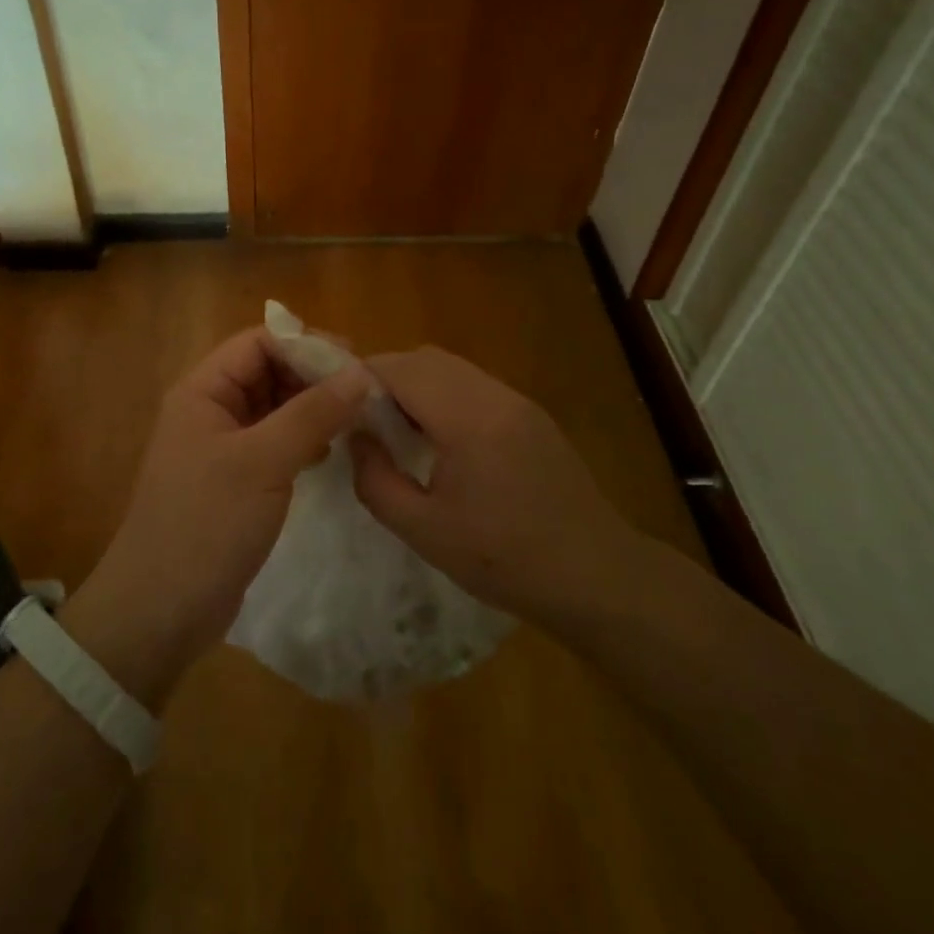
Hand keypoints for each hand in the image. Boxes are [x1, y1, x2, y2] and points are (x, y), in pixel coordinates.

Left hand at [66, 328, 371, 706]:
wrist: (160, 612)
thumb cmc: (205, 525)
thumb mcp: (262, 463)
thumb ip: (312, 414)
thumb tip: (362, 373)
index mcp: (203, 391)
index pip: (258, 343)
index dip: (306, 345)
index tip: (356, 363)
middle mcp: (210, 410)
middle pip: (268, 371)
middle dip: (313, 377)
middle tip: (364, 394)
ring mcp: (222, 447)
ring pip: (275, 408)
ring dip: (312, 409)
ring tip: (356, 421)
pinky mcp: (236, 481)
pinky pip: (275, 443)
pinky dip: (303, 440)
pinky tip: (330, 453)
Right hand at [351, 347, 637, 632]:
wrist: (597, 575)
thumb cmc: (505, 559)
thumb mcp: (425, 531)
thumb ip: (376, 481)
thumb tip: (358, 441)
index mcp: (467, 418)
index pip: (401, 368)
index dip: (361, 377)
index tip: (336, 405)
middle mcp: (493, 395)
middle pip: (426, 358)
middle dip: (386, 377)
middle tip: (362, 418)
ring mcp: (517, 401)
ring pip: (452, 368)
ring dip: (416, 384)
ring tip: (396, 428)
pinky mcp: (531, 415)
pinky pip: (475, 385)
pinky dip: (445, 395)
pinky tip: (439, 438)